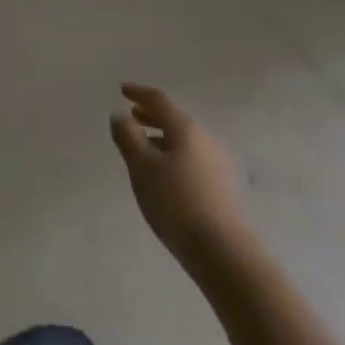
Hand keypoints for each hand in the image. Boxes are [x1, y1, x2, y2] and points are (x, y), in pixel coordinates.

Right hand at [111, 83, 250, 269]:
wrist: (223, 253)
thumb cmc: (176, 203)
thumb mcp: (141, 167)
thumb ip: (127, 137)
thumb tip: (120, 117)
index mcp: (185, 128)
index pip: (159, 100)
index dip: (139, 93)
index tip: (123, 91)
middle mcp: (205, 139)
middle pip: (174, 119)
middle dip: (151, 116)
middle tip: (133, 117)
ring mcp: (218, 164)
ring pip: (184, 140)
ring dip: (163, 138)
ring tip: (145, 148)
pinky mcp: (223, 188)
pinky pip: (193, 159)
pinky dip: (175, 155)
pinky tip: (166, 175)